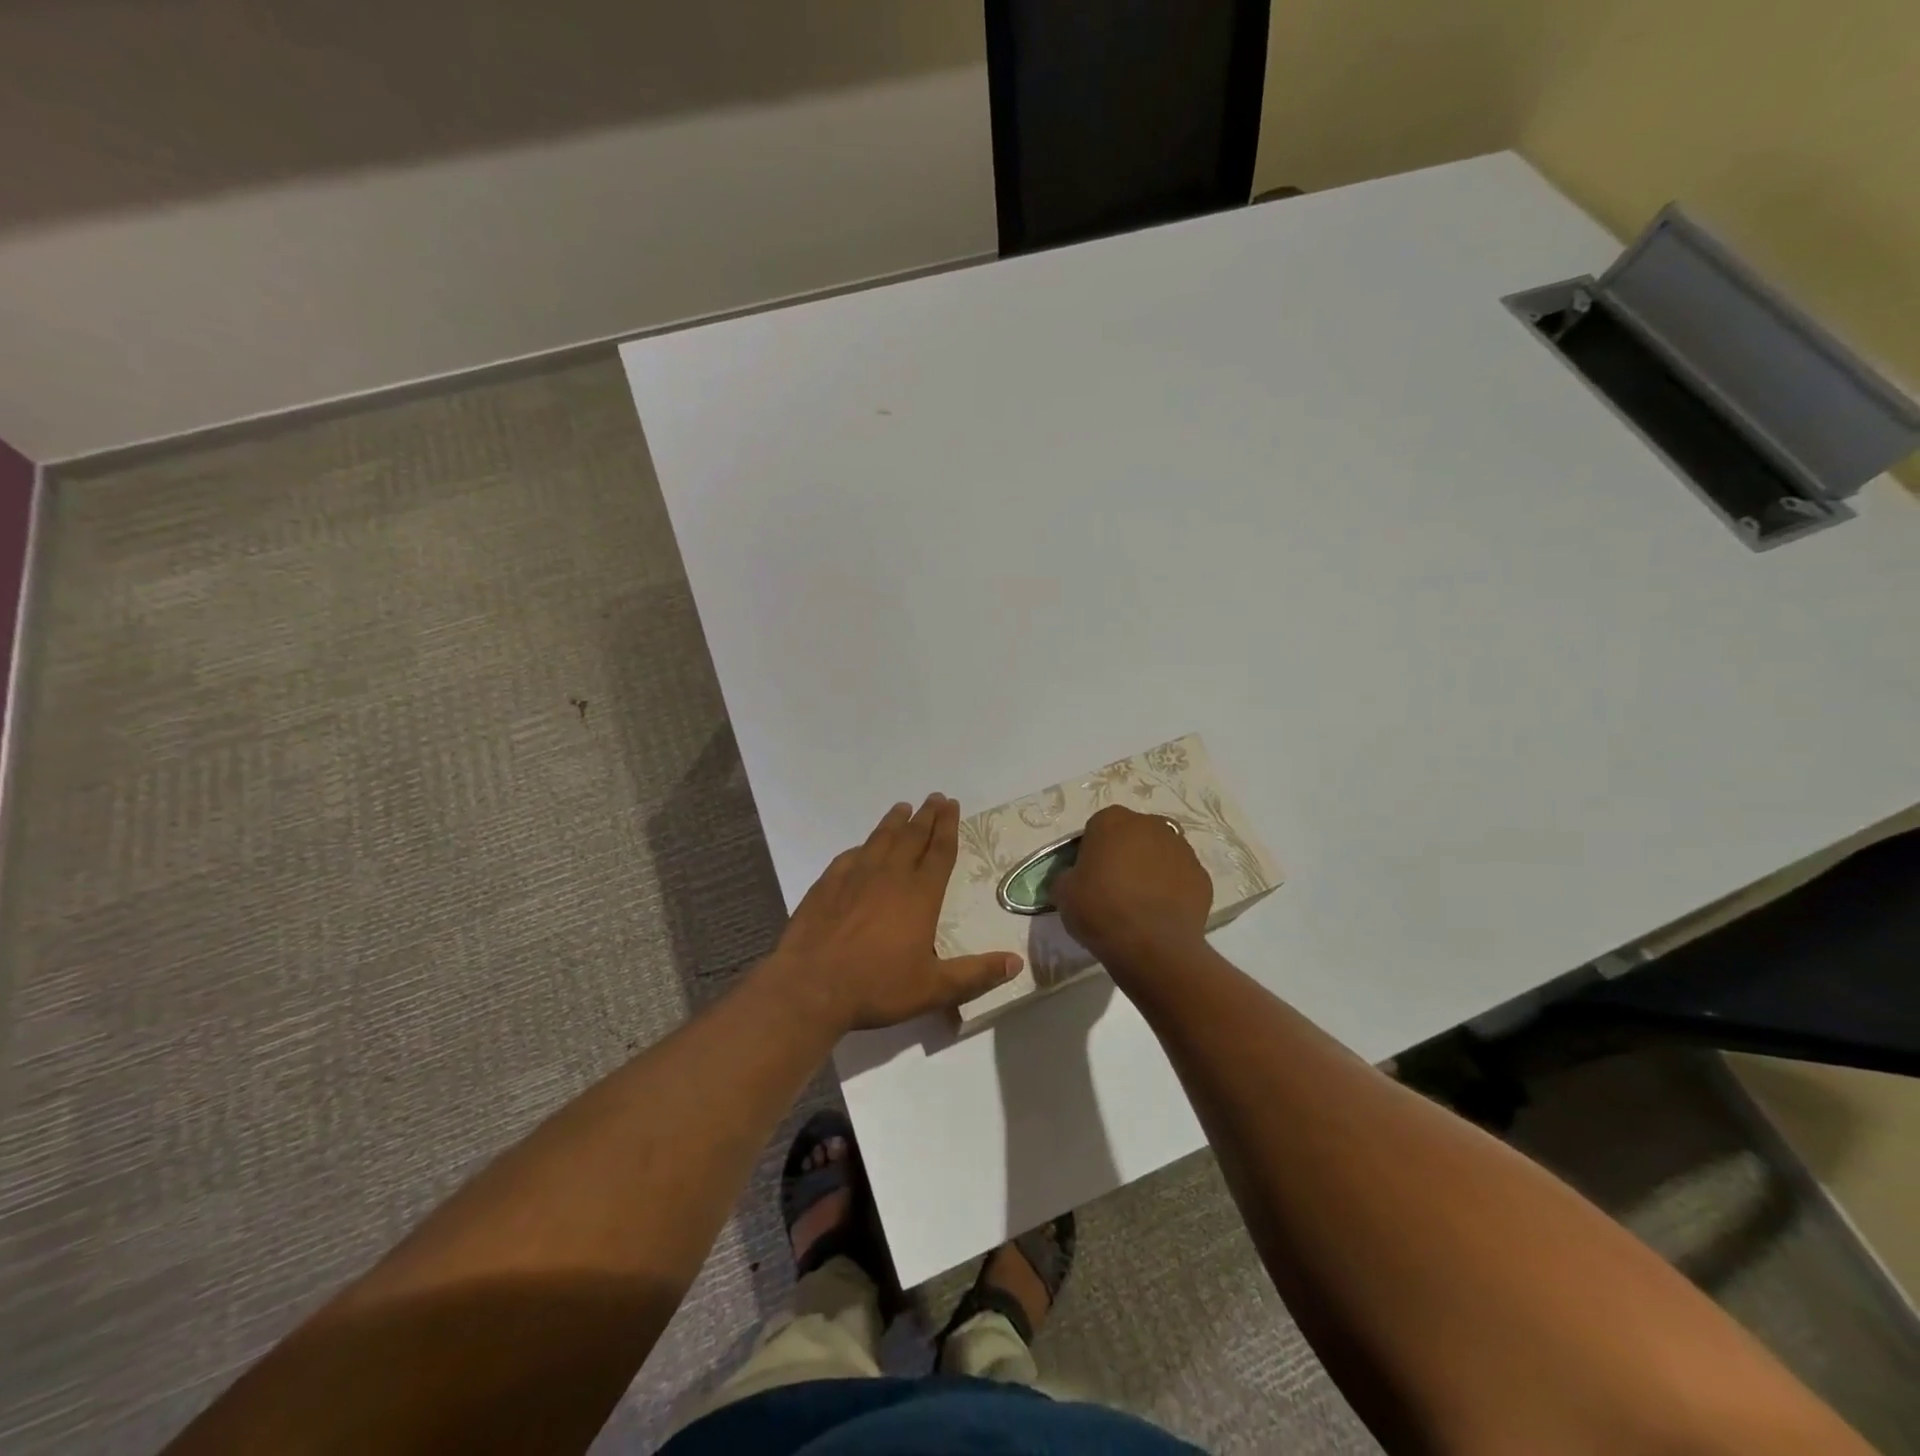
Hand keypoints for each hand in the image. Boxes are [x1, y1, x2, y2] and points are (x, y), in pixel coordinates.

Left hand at [773, 795, 1022, 1031]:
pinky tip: (861, 847)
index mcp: (920, 895)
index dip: (948, 827)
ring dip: (894, 822)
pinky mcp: (827, 884)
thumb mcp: (934, 988)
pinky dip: (861, 847)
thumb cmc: (877, 986)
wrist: (810, 986)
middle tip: (934, 797)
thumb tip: (1016, 962)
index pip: (939, 852)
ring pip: (880, 840)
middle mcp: (890, 876)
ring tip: (902, 808)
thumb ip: (976, 974)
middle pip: (912, 837)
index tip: (951, 804)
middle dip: (926, 816)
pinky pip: (849, 857)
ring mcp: (855, 876)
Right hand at [1051, 805, 1211, 982]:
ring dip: (1151, 869)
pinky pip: (1180, 878)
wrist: (1152, 946)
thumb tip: (1076, 878)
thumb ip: (1069, 875)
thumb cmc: (1100, 910)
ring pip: (1160, 853)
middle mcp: (1150, 825)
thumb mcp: (1063, 892)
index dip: (1092, 851)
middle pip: (1133, 835)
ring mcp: (1182, 849)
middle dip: (1125, 854)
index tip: (1088, 874)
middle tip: (1114, 886)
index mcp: (1112, 820)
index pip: (1097, 827)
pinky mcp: (1202, 877)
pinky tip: (1161, 914)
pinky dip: (1172, 890)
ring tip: (1140, 903)